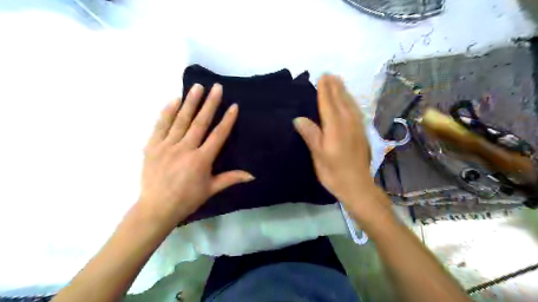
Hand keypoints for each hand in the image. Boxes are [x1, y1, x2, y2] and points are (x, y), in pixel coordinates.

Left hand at [139, 83, 254, 226]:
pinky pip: (160, 125)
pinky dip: (167, 112)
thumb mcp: (211, 189)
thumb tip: (252, 175)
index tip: (233, 106)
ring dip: (190, 102)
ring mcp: (167, 145)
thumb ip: (231, 178)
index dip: (227, 120)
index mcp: (202, 159)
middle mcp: (185, 148)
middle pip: (200, 122)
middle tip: (216, 87)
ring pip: (181, 120)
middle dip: (210, 103)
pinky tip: (174, 100)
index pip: (218, 135)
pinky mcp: (152, 146)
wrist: (156, 208)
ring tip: (197, 87)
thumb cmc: (187, 199)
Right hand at [292, 74, 384, 212]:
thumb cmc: (334, 172)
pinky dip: (351, 102)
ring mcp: (357, 127)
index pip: (328, 104)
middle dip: (335, 87)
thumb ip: (311, 135)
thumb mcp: (318, 155)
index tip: (322, 77)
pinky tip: (350, 101)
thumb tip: (298, 118)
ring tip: (339, 82)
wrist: (357, 186)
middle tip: (329, 74)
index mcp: (335, 127)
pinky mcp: (362, 133)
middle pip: (341, 100)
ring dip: (344, 92)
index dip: (324, 90)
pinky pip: (356, 111)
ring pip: (350, 104)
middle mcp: (348, 123)